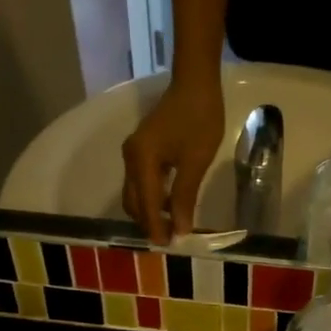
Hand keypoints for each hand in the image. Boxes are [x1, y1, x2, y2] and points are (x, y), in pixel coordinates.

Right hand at [122, 74, 224, 243]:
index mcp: (141, 160)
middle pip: (133, 201)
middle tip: (169, 240)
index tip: (165, 247)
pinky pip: (141, 182)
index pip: (145, 203)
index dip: (155, 227)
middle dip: (148, 222)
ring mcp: (134, 153)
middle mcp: (131, 158)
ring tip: (170, 227)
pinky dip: (151, 197)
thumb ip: (184, 196)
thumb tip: (181, 229)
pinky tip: (169, 206)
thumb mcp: (195, 161)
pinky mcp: (142, 150)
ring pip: (135, 193)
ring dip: (149, 211)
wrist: (195, 83)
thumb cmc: (199, 119)